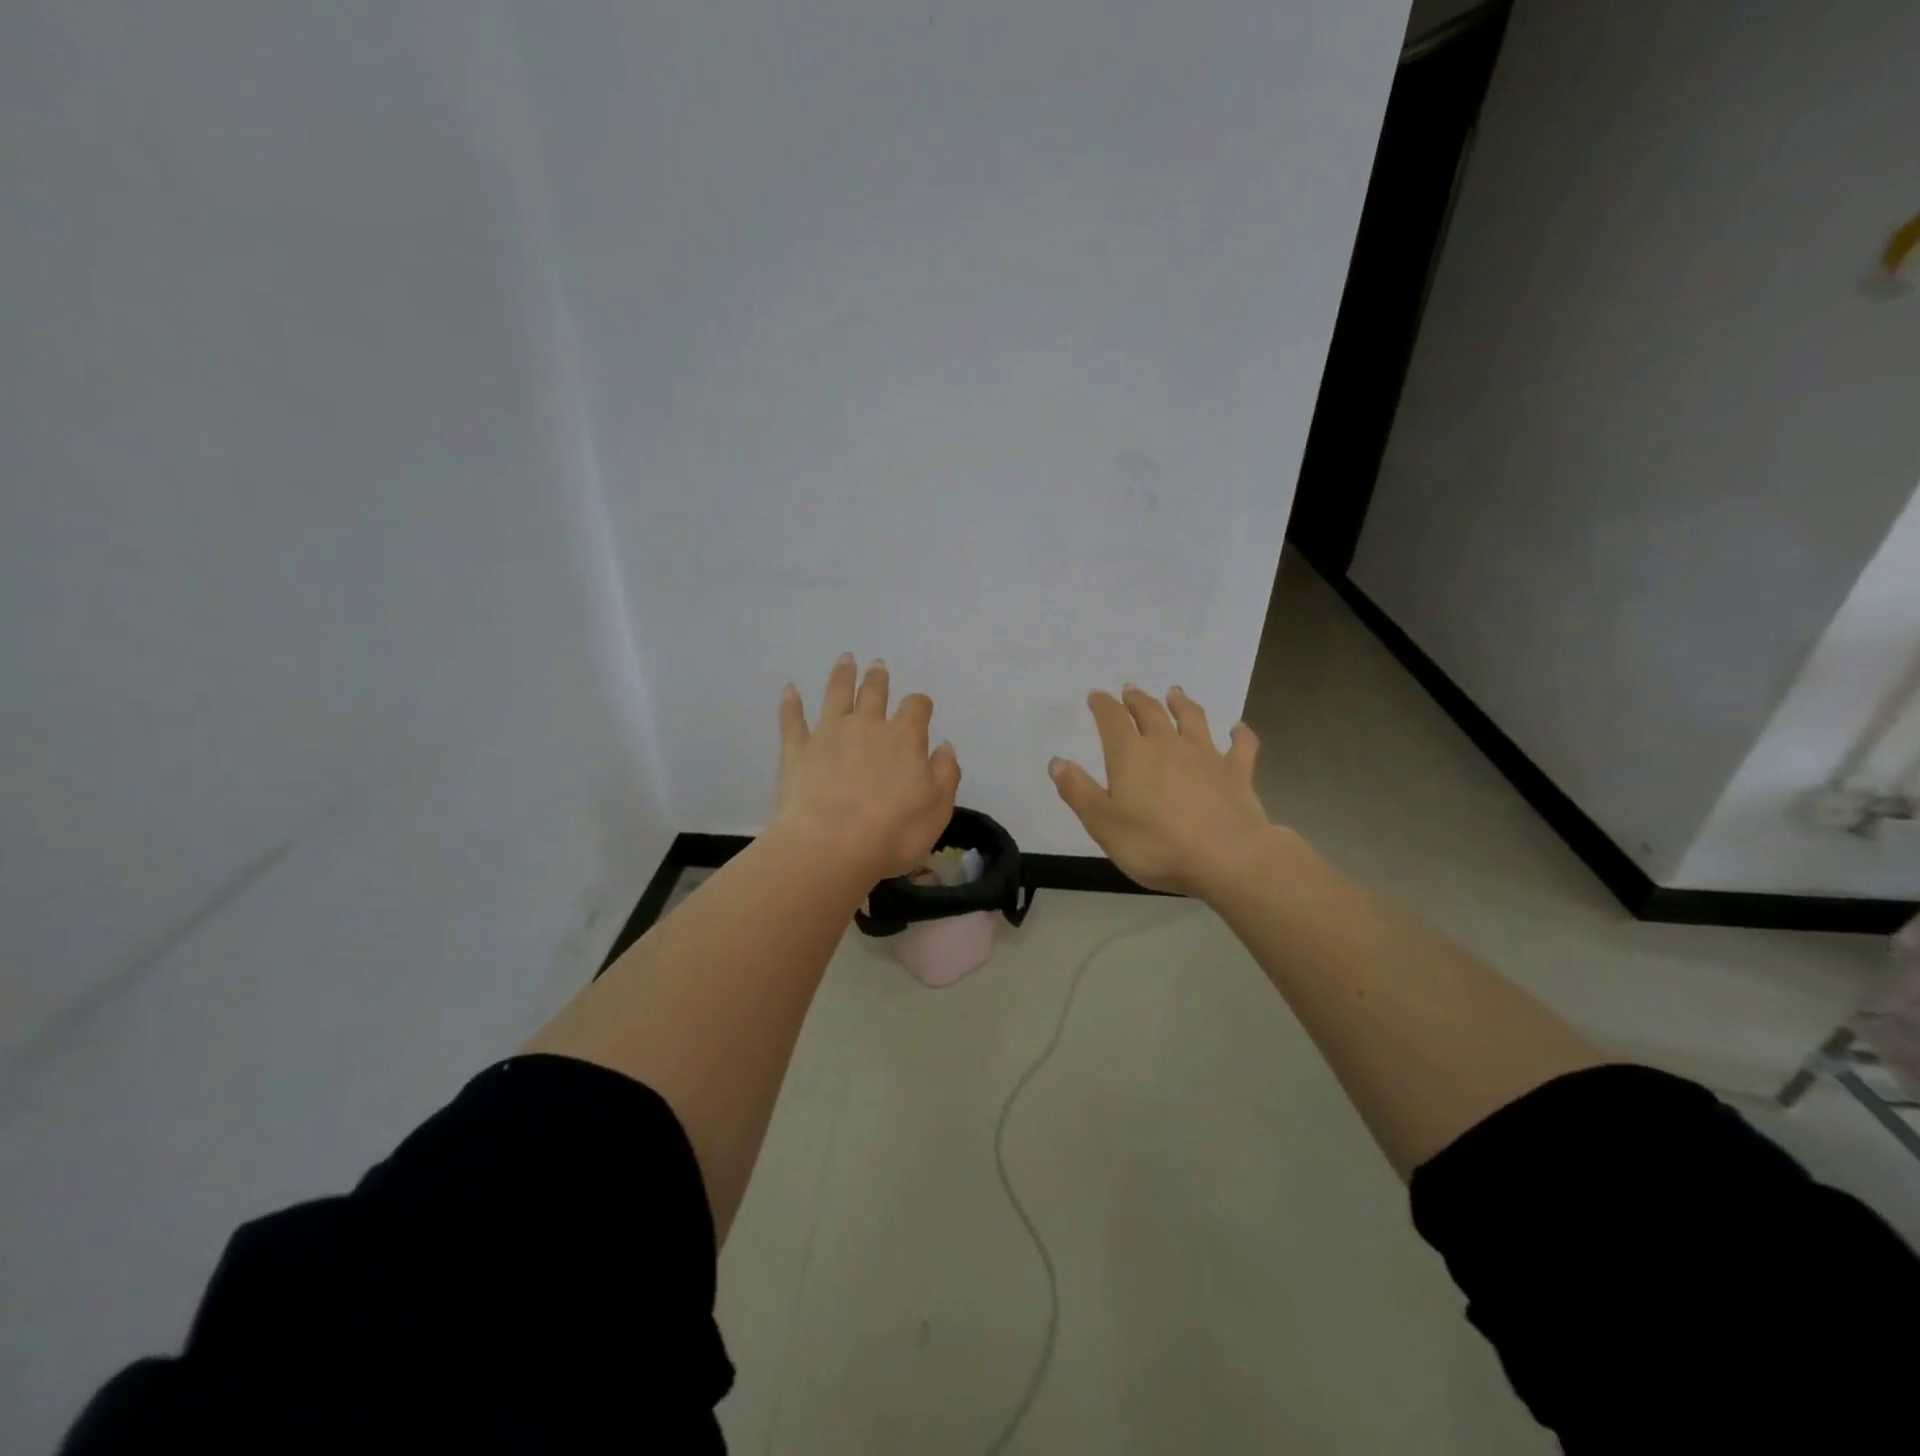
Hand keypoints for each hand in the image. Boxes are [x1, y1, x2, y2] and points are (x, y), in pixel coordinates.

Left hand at [772, 654, 961, 881]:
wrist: (829, 846)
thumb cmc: (893, 833)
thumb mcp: (937, 808)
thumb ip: (945, 773)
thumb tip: (944, 745)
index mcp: (904, 738)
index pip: (916, 708)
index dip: (920, 705)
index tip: (922, 707)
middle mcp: (867, 726)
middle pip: (874, 692)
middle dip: (878, 678)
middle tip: (877, 664)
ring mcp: (828, 734)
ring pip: (836, 695)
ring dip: (842, 675)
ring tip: (846, 659)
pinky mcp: (797, 750)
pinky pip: (792, 720)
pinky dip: (791, 703)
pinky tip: (789, 689)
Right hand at [1049, 684, 1268, 895]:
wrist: (1227, 858)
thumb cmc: (1156, 844)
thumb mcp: (1103, 824)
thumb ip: (1078, 791)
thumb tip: (1057, 761)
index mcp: (1130, 755)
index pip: (1112, 719)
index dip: (1102, 705)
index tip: (1096, 696)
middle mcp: (1167, 745)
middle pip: (1150, 712)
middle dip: (1137, 700)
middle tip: (1130, 690)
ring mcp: (1206, 755)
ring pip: (1192, 719)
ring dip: (1182, 703)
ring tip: (1175, 693)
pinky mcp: (1237, 772)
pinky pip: (1240, 745)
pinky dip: (1239, 733)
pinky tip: (1238, 728)